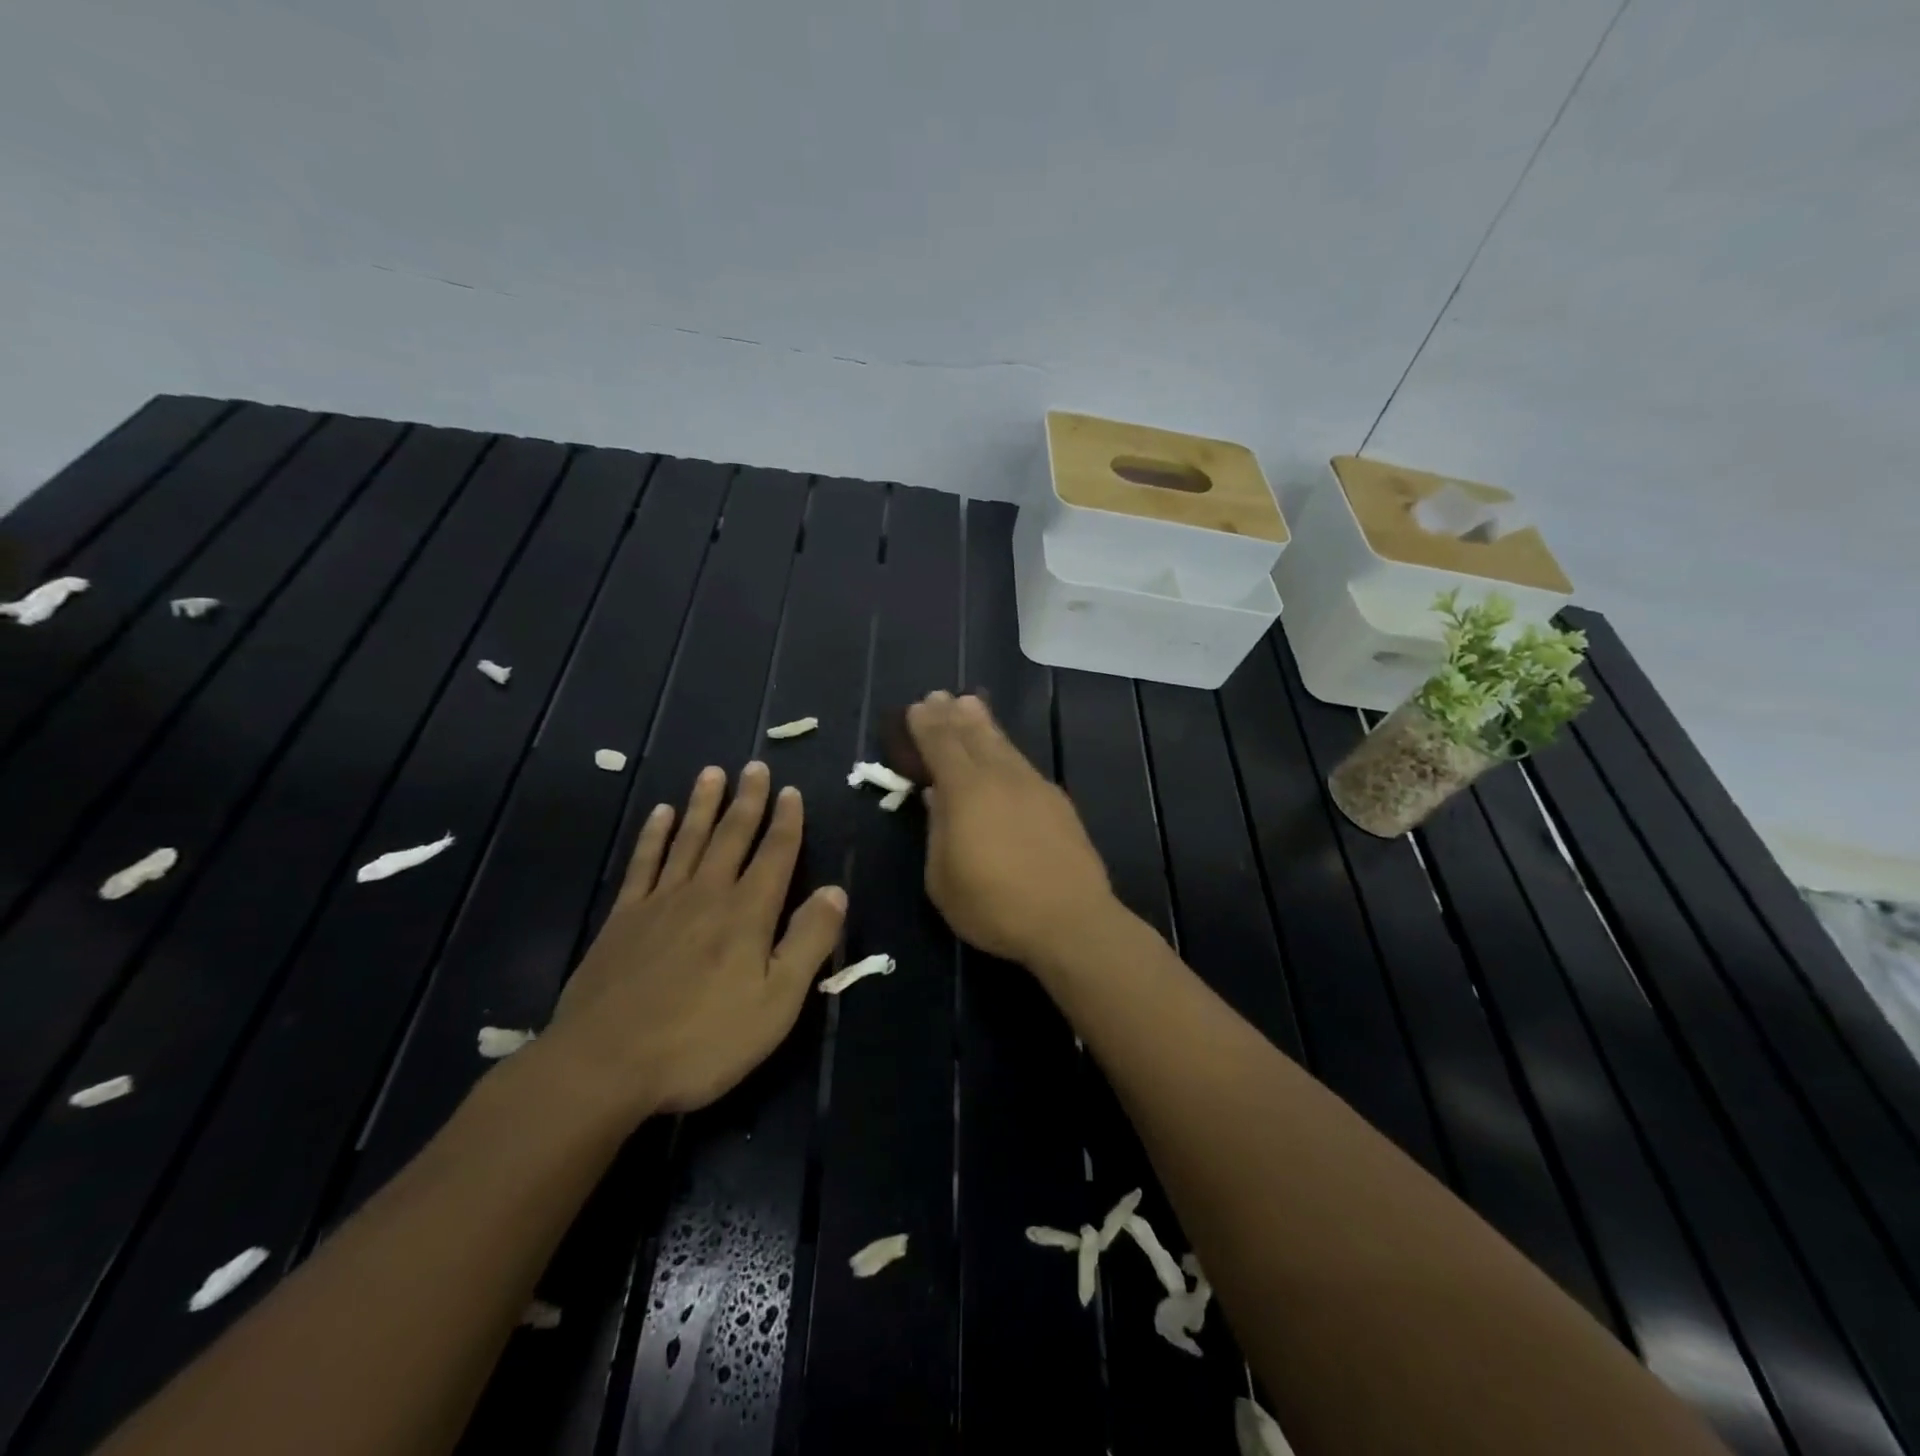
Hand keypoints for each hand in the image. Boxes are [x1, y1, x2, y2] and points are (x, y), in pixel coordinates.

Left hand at [537, 762, 845, 1119]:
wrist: (604, 1065)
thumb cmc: (702, 1040)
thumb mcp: (776, 1003)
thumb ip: (809, 942)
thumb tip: (835, 890)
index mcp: (747, 913)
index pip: (775, 854)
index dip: (787, 822)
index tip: (791, 791)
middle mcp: (706, 894)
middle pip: (732, 836)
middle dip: (748, 800)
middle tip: (755, 766)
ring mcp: (660, 902)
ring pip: (689, 839)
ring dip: (703, 804)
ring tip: (713, 773)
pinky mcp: (623, 918)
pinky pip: (644, 863)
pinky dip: (654, 835)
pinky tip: (660, 814)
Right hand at [906, 691, 1116, 965]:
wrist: (1070, 919)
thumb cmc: (994, 905)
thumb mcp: (942, 878)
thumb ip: (937, 831)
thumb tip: (936, 796)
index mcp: (965, 791)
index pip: (941, 745)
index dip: (926, 725)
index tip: (916, 708)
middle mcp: (1000, 777)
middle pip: (972, 736)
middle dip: (952, 715)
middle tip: (940, 696)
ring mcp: (1033, 786)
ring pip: (1002, 745)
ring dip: (983, 724)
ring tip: (970, 705)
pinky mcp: (1056, 801)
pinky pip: (1022, 763)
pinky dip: (1005, 748)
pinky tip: (1003, 753)